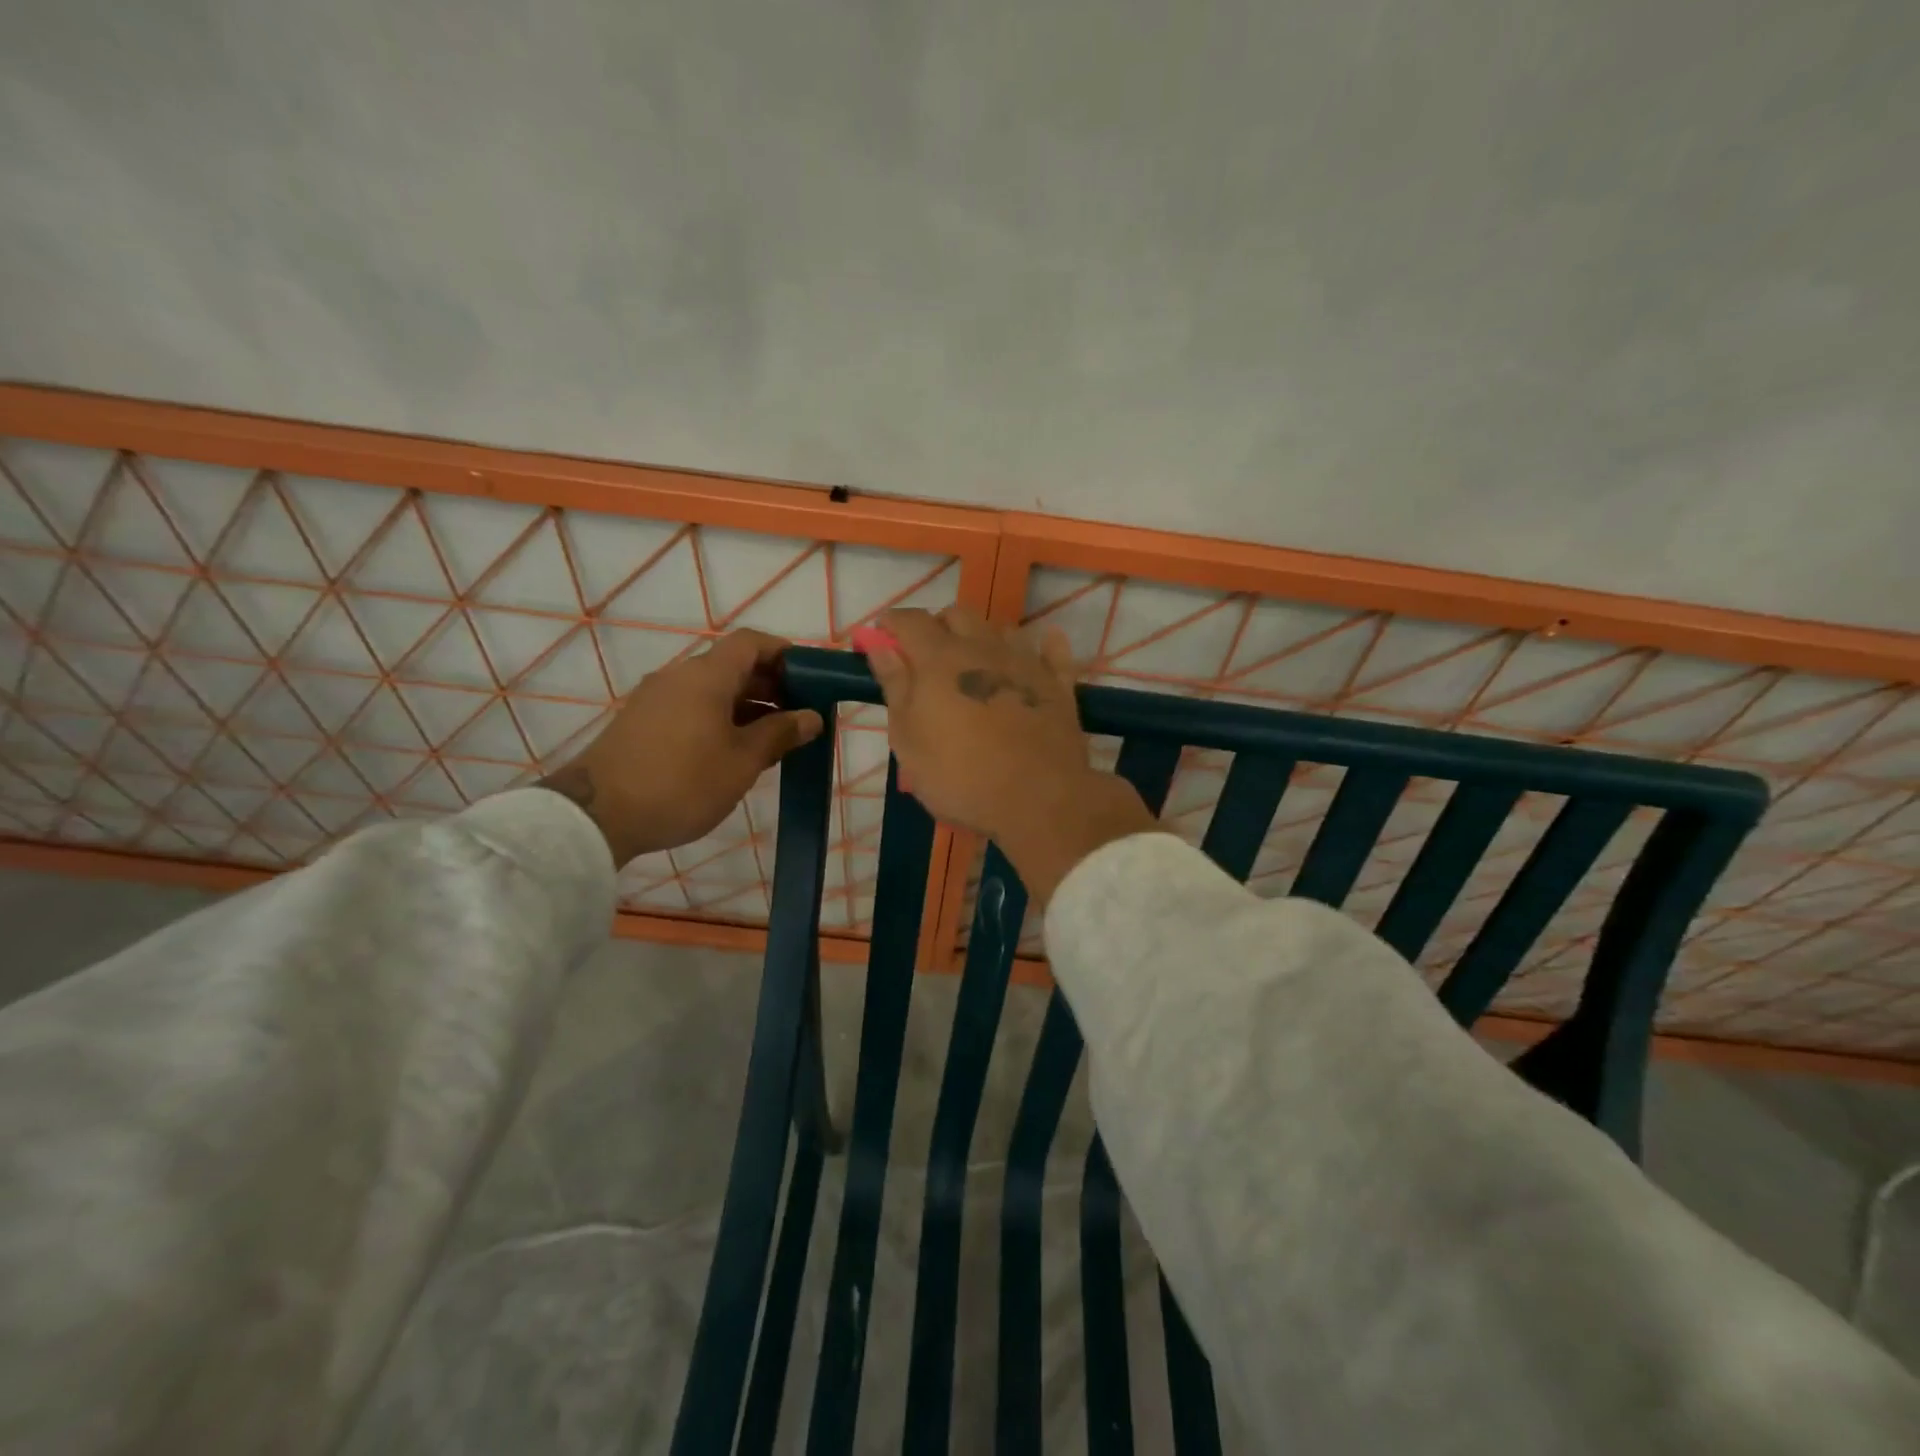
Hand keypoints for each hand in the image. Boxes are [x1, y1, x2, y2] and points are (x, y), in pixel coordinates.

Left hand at [536, 629, 823, 866]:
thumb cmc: (682, 782)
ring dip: (747, 705)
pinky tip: (734, 751)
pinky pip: (692, 707)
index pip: (751, 643)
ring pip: (712, 690)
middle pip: (732, 665)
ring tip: (773, 738)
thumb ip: (780, 733)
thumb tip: (811, 716)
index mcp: (706, 676)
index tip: (811, 678)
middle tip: (799, 715)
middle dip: (771, 684)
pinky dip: (720, 718)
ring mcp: (656, 699)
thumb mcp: (742, 761)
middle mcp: (679, 676)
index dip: (784, 653)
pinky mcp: (641, 723)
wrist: (598, 816)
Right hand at [863, 607, 1160, 904]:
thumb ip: (895, 686)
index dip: (891, 623)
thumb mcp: (909, 739)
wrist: (1037, 799)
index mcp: (940, 659)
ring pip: (1002, 629)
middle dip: (937, 627)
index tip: (881, 637)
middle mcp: (984, 649)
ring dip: (983, 637)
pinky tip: (1041, 648)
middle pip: (958, 615)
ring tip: (975, 663)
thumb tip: (879, 644)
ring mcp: (1026, 664)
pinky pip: (1054, 652)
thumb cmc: (960, 775)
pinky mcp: (1059, 686)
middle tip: (926, 659)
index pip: (910, 621)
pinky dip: (1043, 646)